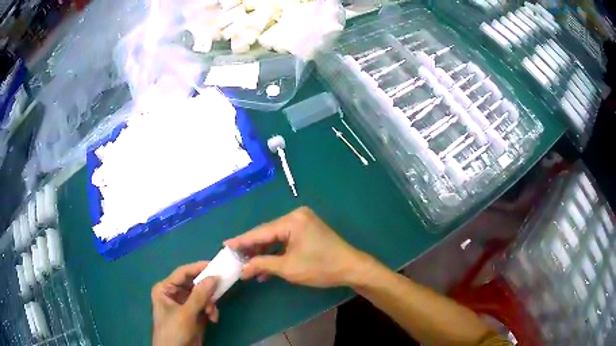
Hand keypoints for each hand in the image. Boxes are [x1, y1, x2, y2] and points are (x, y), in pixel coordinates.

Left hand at [152, 262, 219, 345]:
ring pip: (202, 295)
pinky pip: (205, 306)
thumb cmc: (174, 330)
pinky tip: (213, 319)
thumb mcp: (186, 313)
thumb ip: (199, 295)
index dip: (198, 268)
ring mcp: (184, 304)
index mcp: (165, 288)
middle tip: (219, 292)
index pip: (183, 273)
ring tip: (212, 313)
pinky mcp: (193, 314)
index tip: (216, 265)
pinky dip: (211, 311)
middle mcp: (174, 293)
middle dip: (207, 291)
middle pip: (194, 284)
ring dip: (210, 303)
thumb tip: (214, 277)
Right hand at [225, 207, 369, 287]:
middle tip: (235, 258)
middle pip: (267, 233)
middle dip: (252, 248)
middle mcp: (296, 216)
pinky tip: (266, 266)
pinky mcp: (307, 230)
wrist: (351, 268)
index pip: (260, 232)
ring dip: (264, 253)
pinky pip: (286, 240)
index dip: (241, 241)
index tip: (225, 245)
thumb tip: (242, 270)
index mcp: (291, 221)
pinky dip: (277, 252)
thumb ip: (262, 265)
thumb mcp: (288, 268)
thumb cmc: (320, 268)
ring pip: (276, 238)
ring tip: (249, 265)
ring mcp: (303, 222)